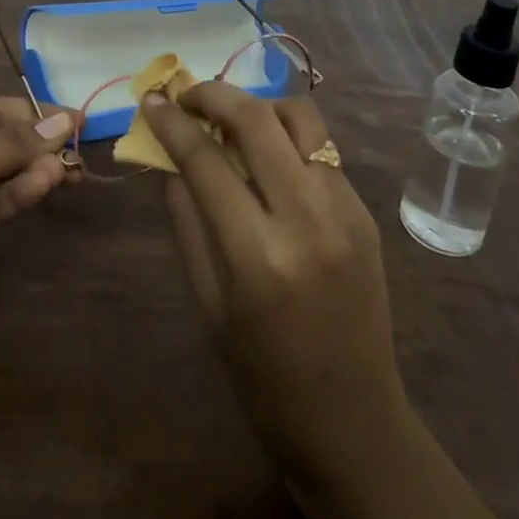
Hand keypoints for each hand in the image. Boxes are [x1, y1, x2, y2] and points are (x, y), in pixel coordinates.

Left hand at [0, 97, 76, 366]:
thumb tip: (62, 122)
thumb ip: (8, 148)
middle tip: (81, 147)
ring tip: (71, 170)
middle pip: (2, 141)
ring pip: (6, 174)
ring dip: (36, 170)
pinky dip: (23, 194)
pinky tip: (47, 185)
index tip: (75, 117)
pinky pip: (0, 205)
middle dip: (39, 142)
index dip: (32, 113)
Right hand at [142, 82, 407, 486]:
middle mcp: (307, 219)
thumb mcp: (208, 306)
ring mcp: (345, 209)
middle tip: (188, 95)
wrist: (354, 424)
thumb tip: (170, 158)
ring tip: (232, 122)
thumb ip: (186, 222)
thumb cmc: (264, 379)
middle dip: (214, 94)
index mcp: (258, 256)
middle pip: (257, 119)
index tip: (153, 100)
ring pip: (300, 117)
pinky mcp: (365, 210)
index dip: (173, 124)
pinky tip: (269, 159)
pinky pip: (321, 148)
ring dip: (259, 106)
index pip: (206, 162)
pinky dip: (288, 137)